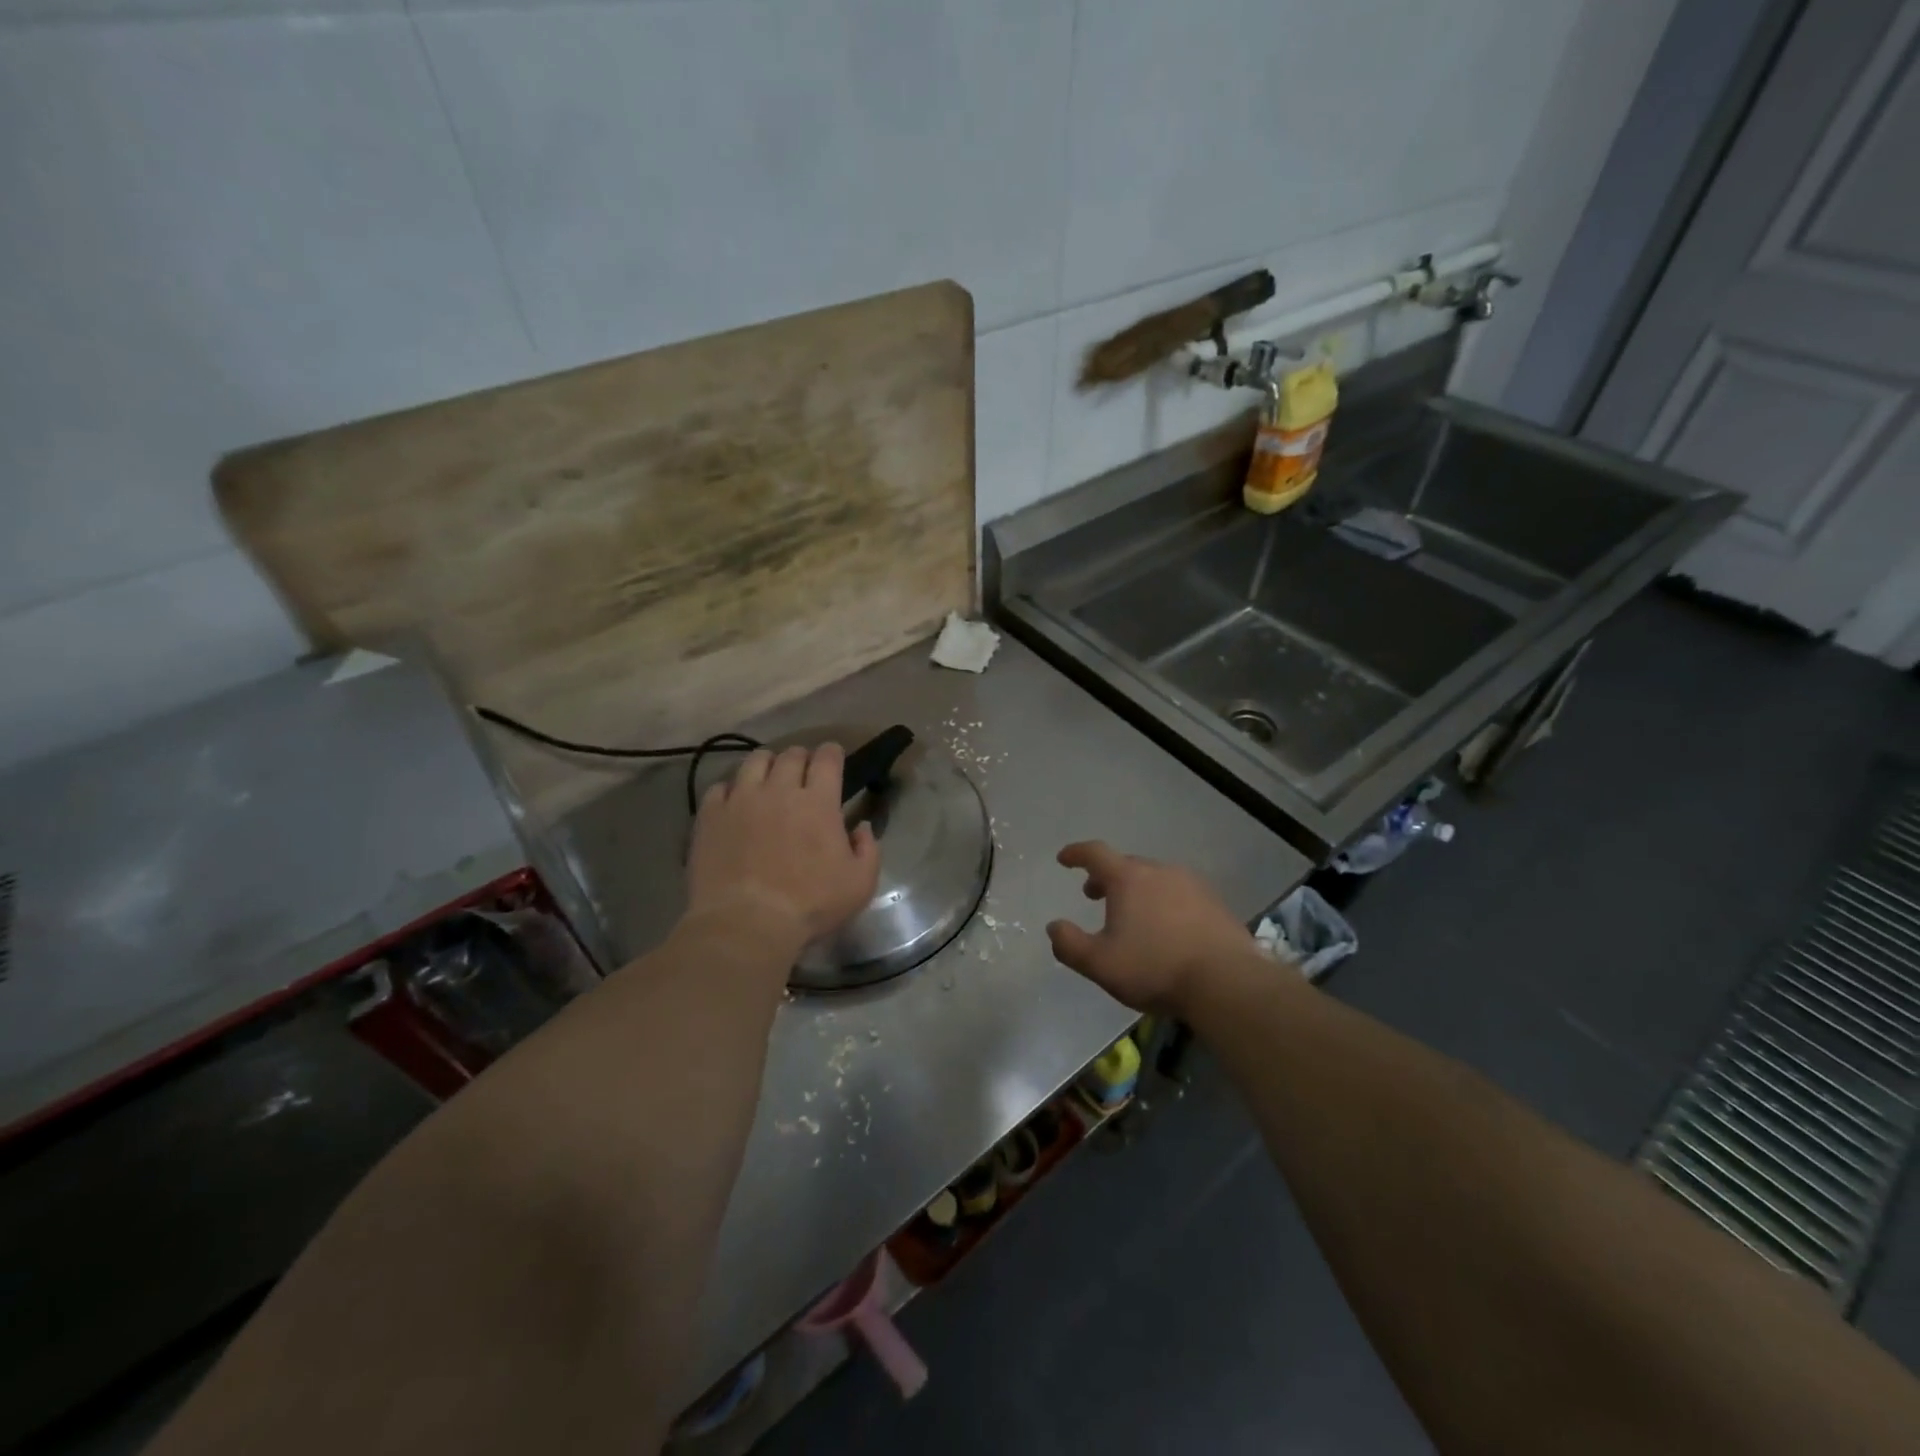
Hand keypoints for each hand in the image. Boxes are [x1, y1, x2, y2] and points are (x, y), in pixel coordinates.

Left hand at [686, 744, 880, 951]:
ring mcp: (741, 799)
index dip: (833, 753)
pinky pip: (720, 787)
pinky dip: (732, 789)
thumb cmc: (810, 905)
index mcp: (818, 802)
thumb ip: (868, 849)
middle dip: (801, 757)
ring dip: (767, 764)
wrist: (746, 924)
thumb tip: (861, 826)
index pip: (828, 758)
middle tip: (803, 772)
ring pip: (754, 761)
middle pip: (791, 755)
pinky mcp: (711, 815)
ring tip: (768, 778)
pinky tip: (735, 803)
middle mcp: (779, 789)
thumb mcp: (860, 884)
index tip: (834, 758)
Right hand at [1046, 841, 1256, 1014]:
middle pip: (1126, 865)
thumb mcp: (1100, 964)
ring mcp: (1191, 884)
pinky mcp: (1215, 903)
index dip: (1076, 853)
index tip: (1064, 859)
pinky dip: (1164, 903)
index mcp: (1128, 878)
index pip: (1095, 853)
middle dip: (1106, 877)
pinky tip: (1167, 929)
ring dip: (1137, 890)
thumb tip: (1054, 927)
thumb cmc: (1155, 968)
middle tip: (1095, 895)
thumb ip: (1070, 944)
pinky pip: (1179, 894)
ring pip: (1155, 878)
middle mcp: (1160, 871)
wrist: (1226, 981)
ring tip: (1132, 915)